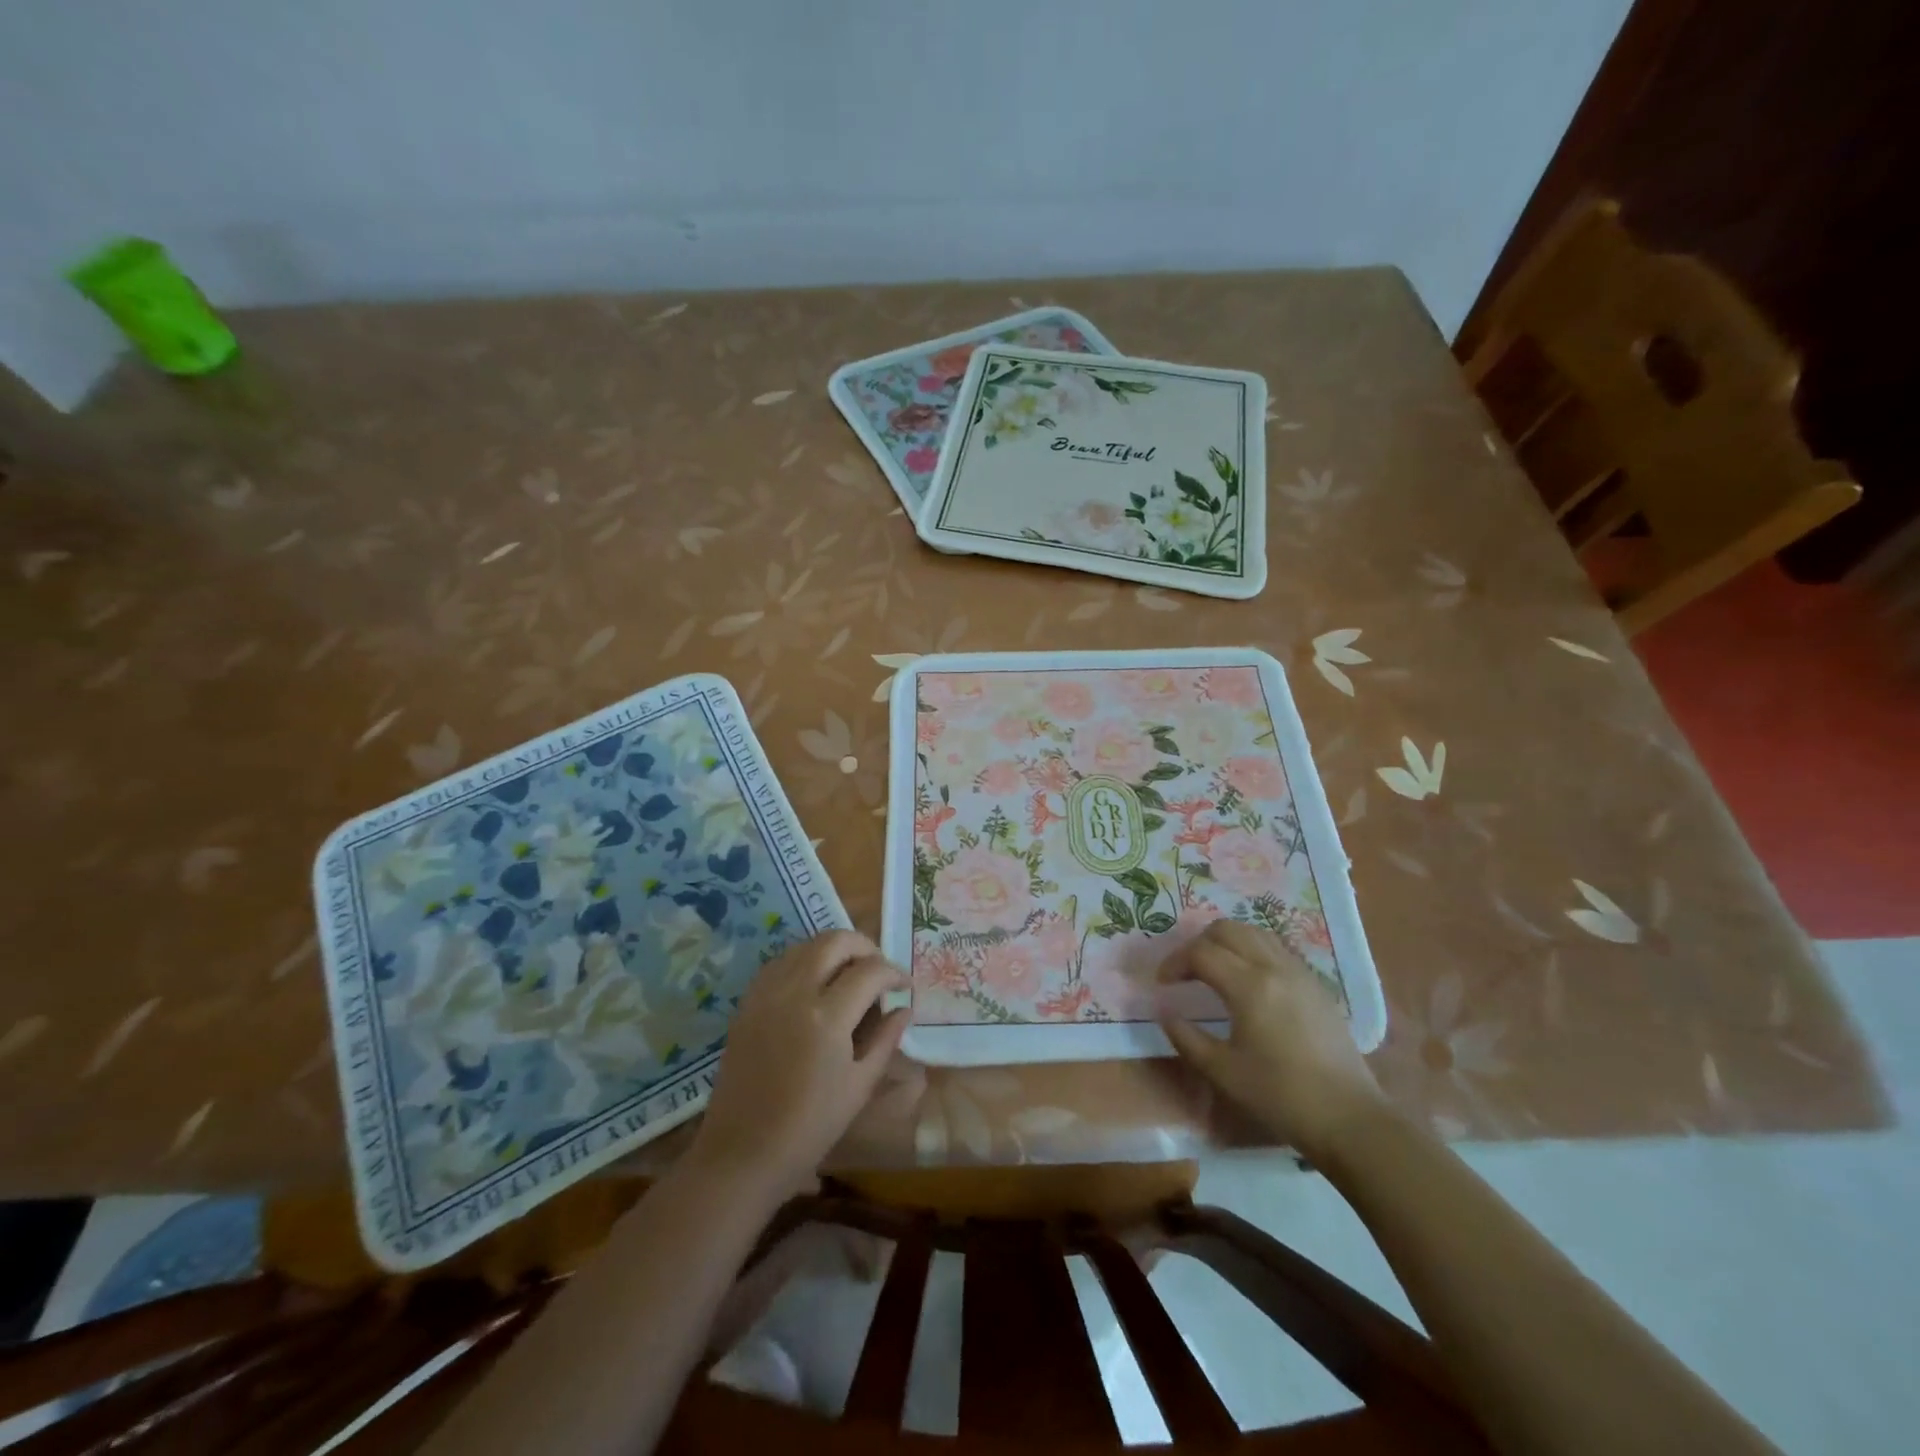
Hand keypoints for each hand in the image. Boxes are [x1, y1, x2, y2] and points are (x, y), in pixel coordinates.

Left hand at [688, 931, 908, 1198]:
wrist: (742, 1153)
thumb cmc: (810, 1128)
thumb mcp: (859, 1086)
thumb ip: (886, 1039)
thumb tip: (904, 1007)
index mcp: (827, 1017)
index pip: (870, 971)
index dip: (895, 972)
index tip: (904, 986)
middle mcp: (795, 993)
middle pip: (835, 941)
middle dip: (865, 946)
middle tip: (880, 968)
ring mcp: (766, 994)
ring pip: (806, 945)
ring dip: (834, 949)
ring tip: (850, 972)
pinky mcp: (747, 1002)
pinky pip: (780, 962)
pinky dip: (804, 960)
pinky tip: (815, 983)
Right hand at [1158, 921, 1383, 1163]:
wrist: (1349, 1118)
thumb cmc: (1280, 1096)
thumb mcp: (1222, 1072)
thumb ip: (1186, 1037)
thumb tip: (1165, 1013)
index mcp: (1249, 986)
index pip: (1201, 953)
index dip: (1174, 962)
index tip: (1163, 984)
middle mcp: (1274, 967)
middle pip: (1227, 929)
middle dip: (1198, 944)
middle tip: (1186, 971)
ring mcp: (1299, 972)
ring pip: (1254, 932)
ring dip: (1227, 942)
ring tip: (1214, 969)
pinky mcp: (1316, 984)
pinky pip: (1276, 948)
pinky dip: (1252, 950)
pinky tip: (1248, 980)